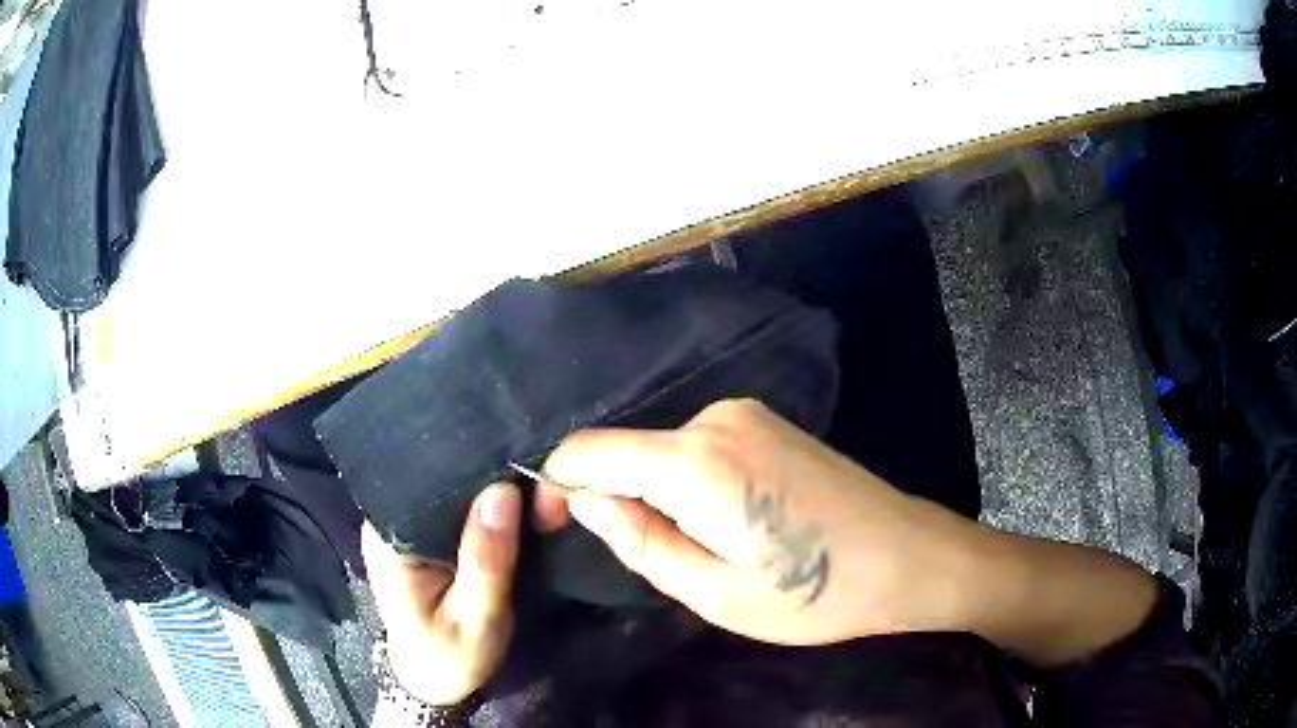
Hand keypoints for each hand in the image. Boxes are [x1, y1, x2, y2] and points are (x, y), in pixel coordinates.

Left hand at [363, 483, 520, 705]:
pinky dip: (484, 503)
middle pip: (439, 476)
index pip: (428, 478)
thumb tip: (503, 490)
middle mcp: (390, 519)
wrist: (434, 680)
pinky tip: (515, 495)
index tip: (517, 455)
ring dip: (488, 486)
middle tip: (535, 465)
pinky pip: (455, 506)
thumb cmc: (451, 656)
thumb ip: (486, 560)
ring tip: (530, 472)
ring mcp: (405, 524)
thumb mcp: (476, 619)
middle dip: (485, 471)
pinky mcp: (423, 534)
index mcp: (388, 537)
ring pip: (450, 489)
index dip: (472, 464)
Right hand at [538, 399, 979, 645]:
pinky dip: (687, 483)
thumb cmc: (814, 591)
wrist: (907, 556)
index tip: (552, 529)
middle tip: (648, 561)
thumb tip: (584, 501)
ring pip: (662, 452)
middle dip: (614, 500)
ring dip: (656, 497)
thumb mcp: (713, 591)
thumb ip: (639, 541)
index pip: (588, 451)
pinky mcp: (767, 423)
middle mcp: (714, 419)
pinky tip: (725, 523)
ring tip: (698, 550)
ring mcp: (746, 414)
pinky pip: (698, 448)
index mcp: (694, 461)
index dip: (557, 486)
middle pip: (626, 451)